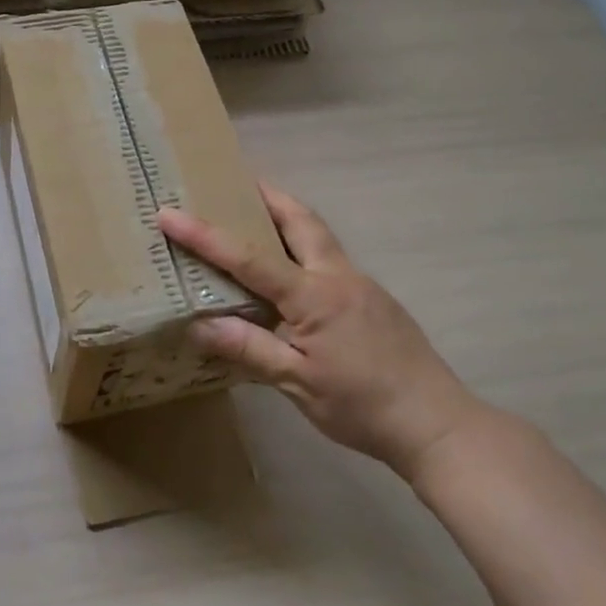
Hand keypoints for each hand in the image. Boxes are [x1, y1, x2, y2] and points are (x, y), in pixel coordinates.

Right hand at [157, 184, 486, 480]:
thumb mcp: (298, 383)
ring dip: (288, 216)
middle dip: (266, 195)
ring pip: (319, 236)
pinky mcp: (373, 300)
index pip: (248, 257)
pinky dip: (303, 248)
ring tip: (257, 215)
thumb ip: (249, 348)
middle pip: (301, 219)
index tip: (169, 212)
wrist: (436, 423)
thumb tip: (198, 324)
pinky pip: (330, 259)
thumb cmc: (361, 405)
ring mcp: (360, 285)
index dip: (205, 235)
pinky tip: (292, 273)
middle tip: (235, 182)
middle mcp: (337, 276)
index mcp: (313, 295)